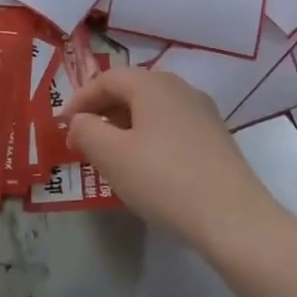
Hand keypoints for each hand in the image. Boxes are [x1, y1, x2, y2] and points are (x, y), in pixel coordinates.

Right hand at [66, 67, 275, 248]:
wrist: (233, 217)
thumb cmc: (164, 179)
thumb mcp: (112, 156)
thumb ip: (86, 131)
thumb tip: (79, 120)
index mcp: (153, 84)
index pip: (107, 78)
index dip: (80, 99)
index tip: (63, 126)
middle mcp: (180, 88)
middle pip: (131, 90)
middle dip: (103, 112)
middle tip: (83, 141)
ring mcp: (202, 112)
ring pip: (152, 109)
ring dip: (125, 126)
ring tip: (110, 156)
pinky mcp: (215, 137)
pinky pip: (171, 126)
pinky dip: (149, 138)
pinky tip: (146, 167)